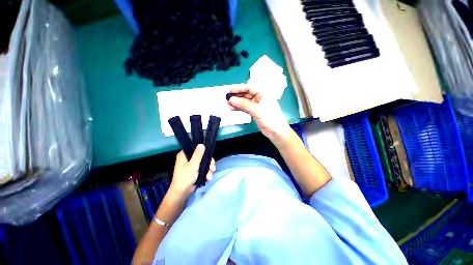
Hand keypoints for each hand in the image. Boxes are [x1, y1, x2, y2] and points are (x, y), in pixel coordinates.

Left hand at [170, 144, 215, 197]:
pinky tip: (208, 177)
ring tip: (210, 176)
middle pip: (202, 156)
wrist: (182, 193)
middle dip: (209, 163)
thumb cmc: (185, 178)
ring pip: (204, 162)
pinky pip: (203, 167)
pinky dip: (207, 172)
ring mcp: (192, 164)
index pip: (196, 148)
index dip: (204, 151)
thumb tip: (202, 144)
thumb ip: (198, 155)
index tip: (210, 157)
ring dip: (209, 169)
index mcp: (184, 155)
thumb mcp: (192, 165)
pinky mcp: (195, 170)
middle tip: (213, 168)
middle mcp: (188, 158)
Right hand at [227, 86, 290, 141]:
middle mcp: (259, 97)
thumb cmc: (270, 118)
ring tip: (226, 104)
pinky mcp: (253, 112)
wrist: (276, 132)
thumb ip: (244, 104)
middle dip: (235, 96)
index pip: (249, 87)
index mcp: (262, 93)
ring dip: (235, 103)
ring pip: (243, 101)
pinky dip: (238, 108)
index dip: (238, 88)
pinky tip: (231, 108)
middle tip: (225, 98)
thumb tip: (231, 99)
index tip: (228, 89)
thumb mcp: (257, 110)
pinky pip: (244, 108)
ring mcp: (256, 105)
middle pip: (245, 94)